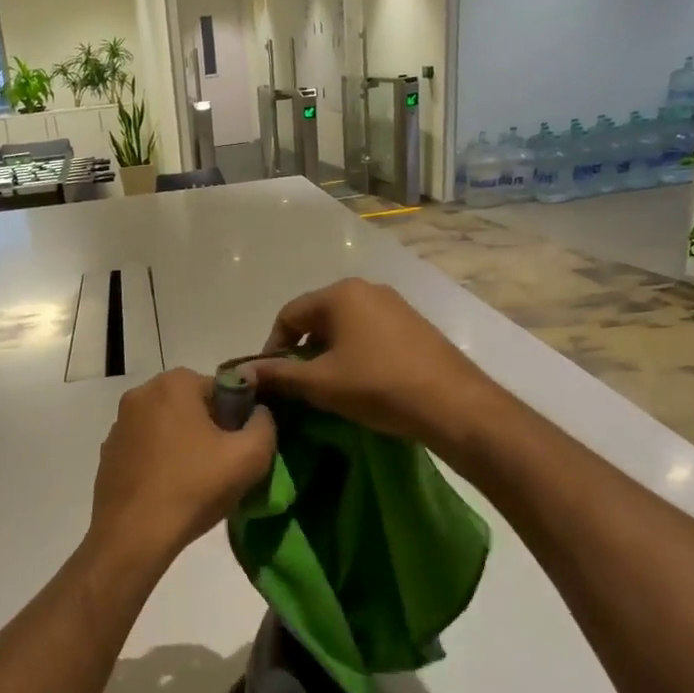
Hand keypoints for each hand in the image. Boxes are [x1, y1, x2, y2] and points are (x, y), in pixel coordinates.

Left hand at [86, 369, 276, 575]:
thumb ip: (265, 424)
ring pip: (167, 426)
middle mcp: (141, 393)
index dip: (238, 418)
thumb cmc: (193, 488)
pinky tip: (168, 489)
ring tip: (195, 481)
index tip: (239, 448)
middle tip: (222, 466)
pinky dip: (160, 460)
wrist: (133, 535)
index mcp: (174, 383)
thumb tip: (259, 413)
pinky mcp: (108, 452)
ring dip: (183, 444)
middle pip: (192, 405)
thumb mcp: (250, 456)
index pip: (222, 389)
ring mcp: (119, 424)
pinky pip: (146, 447)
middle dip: (210, 429)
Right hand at [242, 279, 497, 445]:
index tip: (272, 380)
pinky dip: (355, 354)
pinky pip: (369, 333)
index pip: (288, 316)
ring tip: (329, 388)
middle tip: (299, 386)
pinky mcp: (413, 324)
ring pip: (344, 327)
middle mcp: (366, 289)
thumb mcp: (320, 383)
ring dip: (328, 355)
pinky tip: (361, 383)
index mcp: (340, 294)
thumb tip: (241, 374)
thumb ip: (278, 375)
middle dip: (302, 352)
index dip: (272, 348)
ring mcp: (394, 305)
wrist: (452, 403)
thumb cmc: (377, 386)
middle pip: (317, 318)